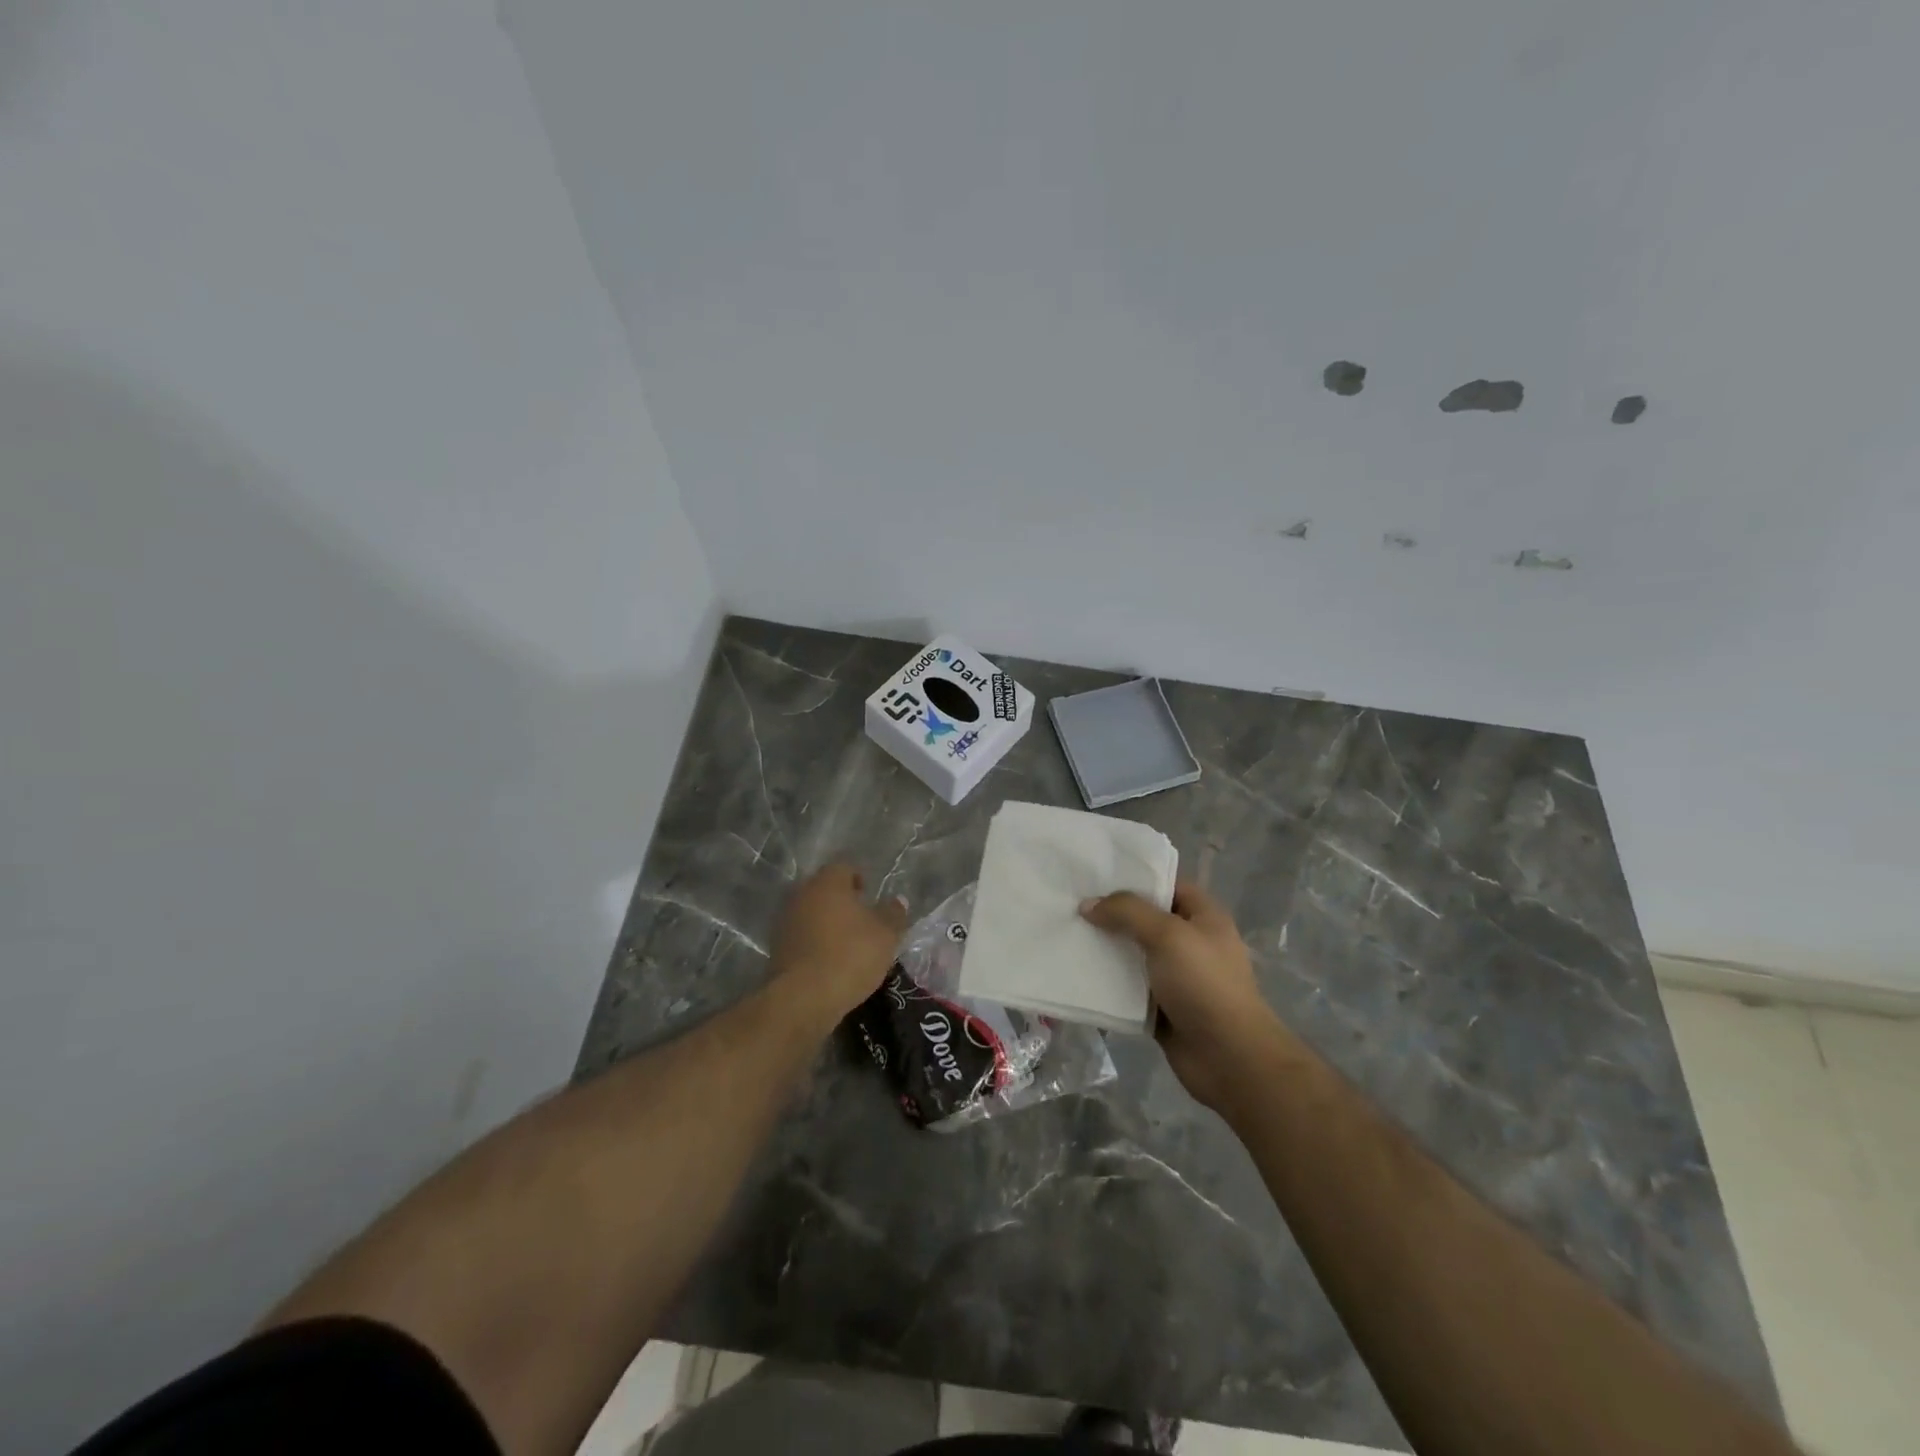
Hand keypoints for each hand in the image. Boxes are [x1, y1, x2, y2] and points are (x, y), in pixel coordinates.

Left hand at [770, 863, 909, 1023]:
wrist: (804, 998)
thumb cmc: (850, 955)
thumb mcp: (886, 935)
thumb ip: (893, 914)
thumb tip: (897, 900)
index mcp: (828, 883)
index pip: (844, 868)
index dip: (858, 879)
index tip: (869, 898)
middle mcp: (802, 894)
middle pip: (824, 889)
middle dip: (841, 901)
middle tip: (860, 920)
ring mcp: (785, 921)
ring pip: (810, 912)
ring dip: (826, 922)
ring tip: (845, 944)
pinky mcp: (776, 947)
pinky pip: (800, 936)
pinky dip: (814, 942)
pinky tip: (828, 961)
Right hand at [1080, 880, 1280, 1112]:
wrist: (1230, 1058)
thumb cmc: (1204, 984)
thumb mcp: (1168, 935)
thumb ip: (1127, 913)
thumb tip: (1088, 905)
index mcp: (1204, 917)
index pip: (1167, 884)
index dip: (1135, 877)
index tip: (1095, 874)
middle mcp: (1191, 942)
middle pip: (1145, 919)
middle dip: (1112, 913)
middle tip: (1071, 904)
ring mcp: (1176, 977)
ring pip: (1134, 955)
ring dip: (1106, 950)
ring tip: (1067, 936)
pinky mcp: (1162, 1008)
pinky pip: (1129, 989)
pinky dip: (1108, 984)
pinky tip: (1078, 975)